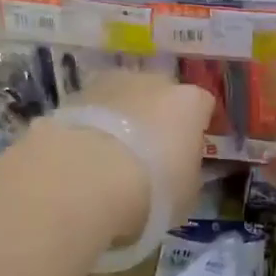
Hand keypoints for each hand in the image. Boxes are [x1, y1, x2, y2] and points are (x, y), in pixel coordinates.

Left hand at [52, 68, 215, 244]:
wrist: (84, 180)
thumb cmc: (152, 189)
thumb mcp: (186, 193)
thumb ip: (186, 173)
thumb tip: (178, 171)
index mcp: (190, 102)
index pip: (202, 106)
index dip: (195, 128)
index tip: (186, 152)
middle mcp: (153, 82)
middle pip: (160, 95)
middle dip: (156, 118)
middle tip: (148, 154)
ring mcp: (110, 84)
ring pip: (123, 99)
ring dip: (121, 120)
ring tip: (111, 158)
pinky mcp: (73, 96)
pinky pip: (92, 113)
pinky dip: (91, 129)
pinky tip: (84, 158)